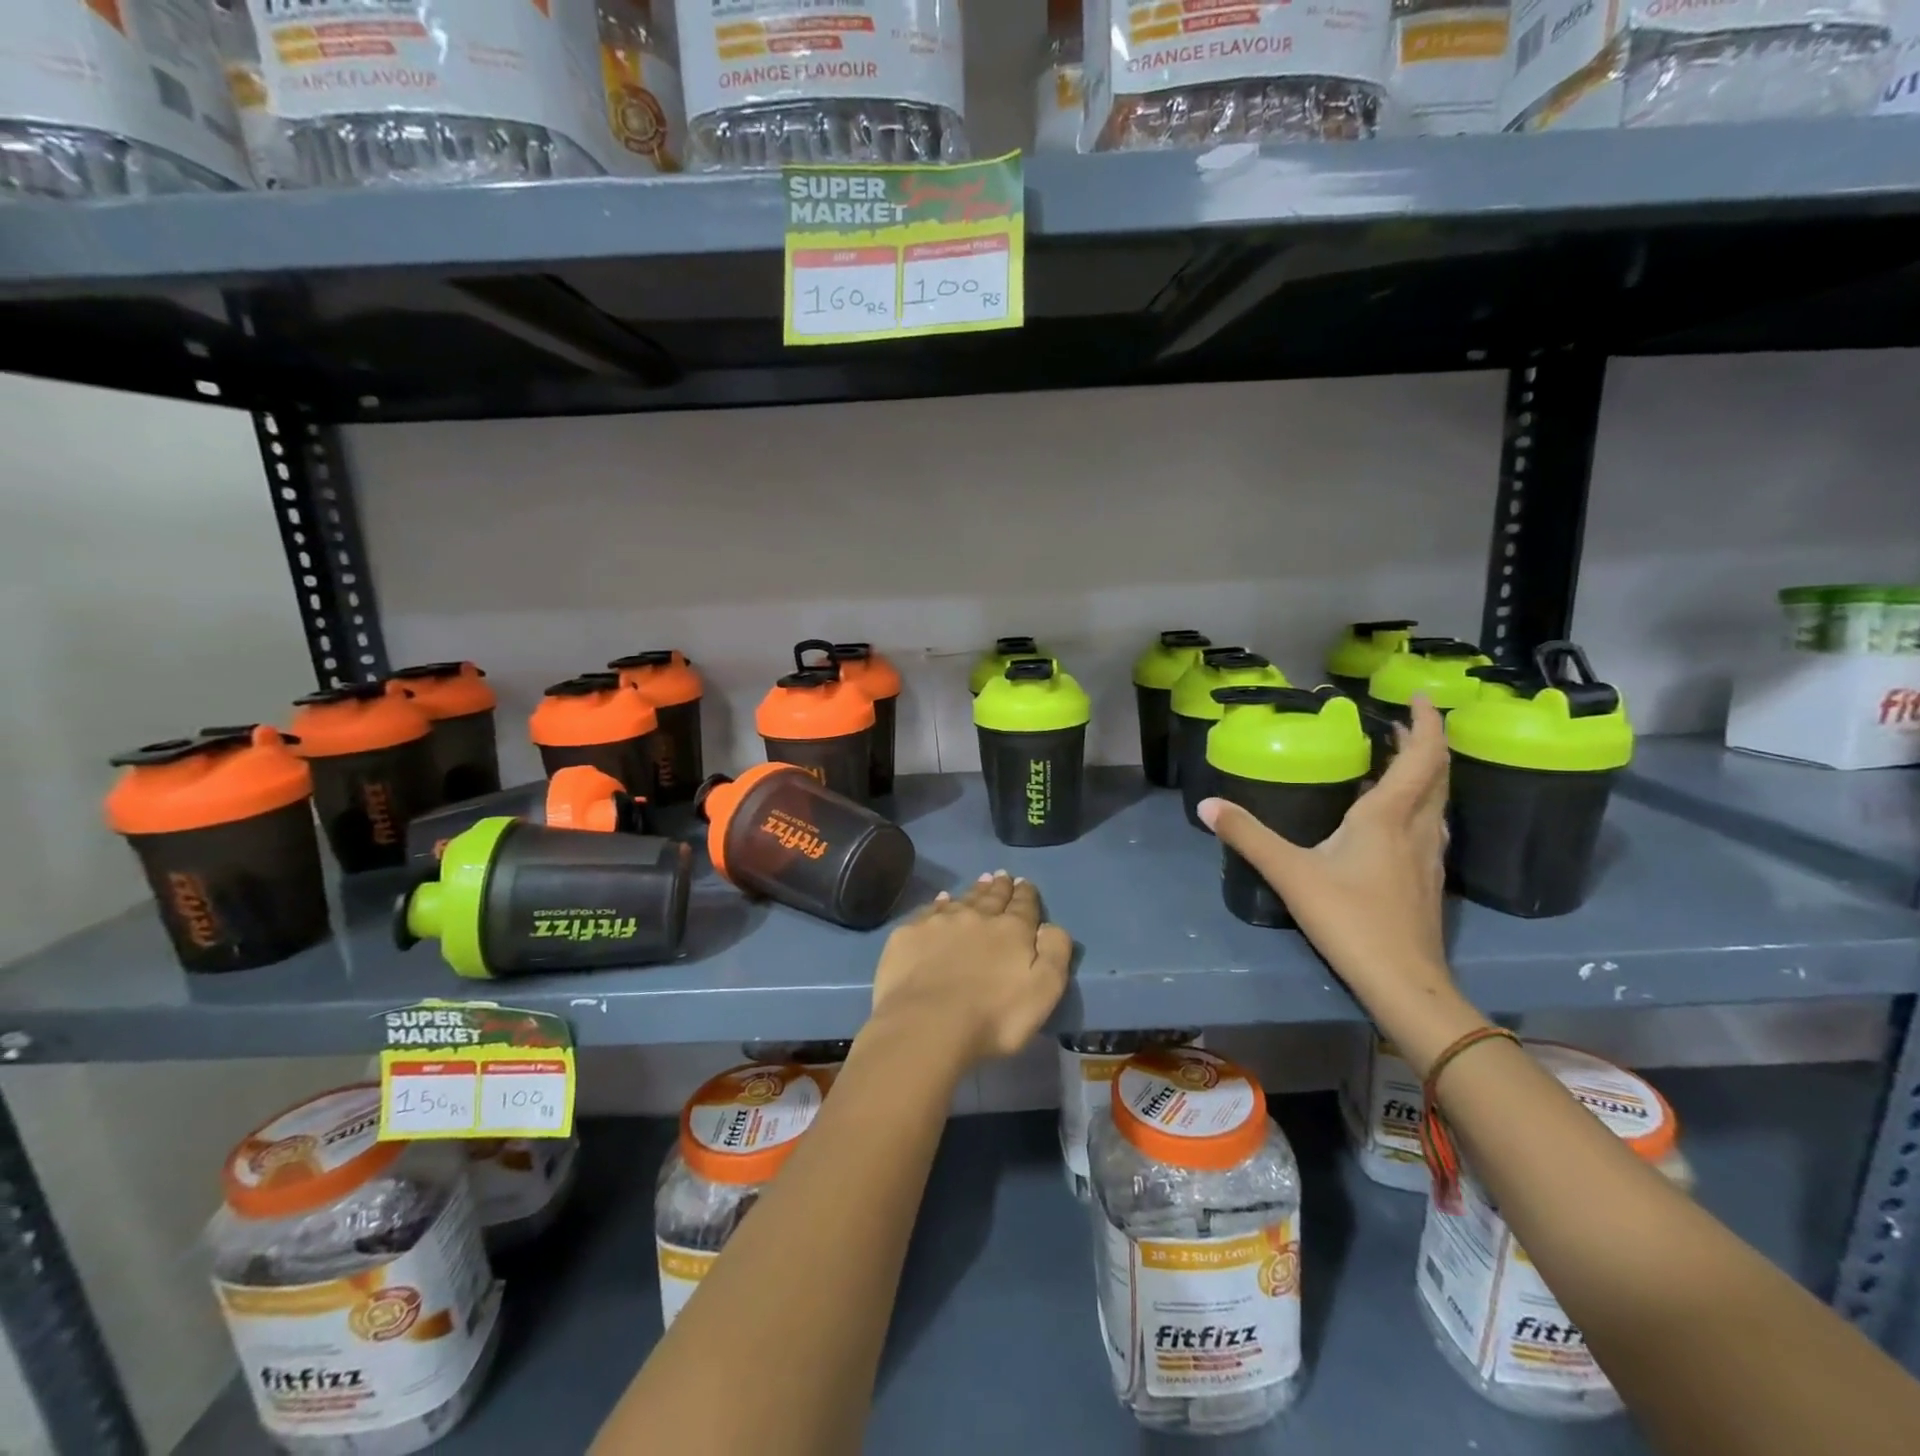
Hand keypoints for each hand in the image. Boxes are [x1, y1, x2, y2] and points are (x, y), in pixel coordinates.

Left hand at [867, 872, 1072, 1068]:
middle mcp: (977, 917)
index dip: (1025, 894)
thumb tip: (1049, 926)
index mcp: (1011, 930)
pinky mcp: (910, 933)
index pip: (1023, 905)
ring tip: (980, 882)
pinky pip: (929, 910)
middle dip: (1000, 887)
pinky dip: (939, 903)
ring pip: (962, 899)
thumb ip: (1054, 953)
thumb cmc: (994, 1016)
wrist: (928, 1024)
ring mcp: (940, 922)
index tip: (1023, 883)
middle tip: (1002, 876)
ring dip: (974, 891)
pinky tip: (941, 900)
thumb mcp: (1044, 991)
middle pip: (992, 897)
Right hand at [1198, 698, 1474, 1069]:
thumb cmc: (1350, 918)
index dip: (1426, 722)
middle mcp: (1418, 828)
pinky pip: (1429, 826)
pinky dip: (1416, 806)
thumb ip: (1248, 836)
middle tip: (1397, 723)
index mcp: (1389, 816)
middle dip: (1422, 743)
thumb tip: (1207, 804)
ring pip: (1436, 802)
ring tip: (1392, 762)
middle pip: (1436, 775)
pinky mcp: (1427, 881)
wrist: (1404, 982)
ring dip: (1422, 774)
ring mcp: (1428, 857)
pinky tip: (1390, 821)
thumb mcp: (1290, 873)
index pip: (1421, 756)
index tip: (1420, 696)